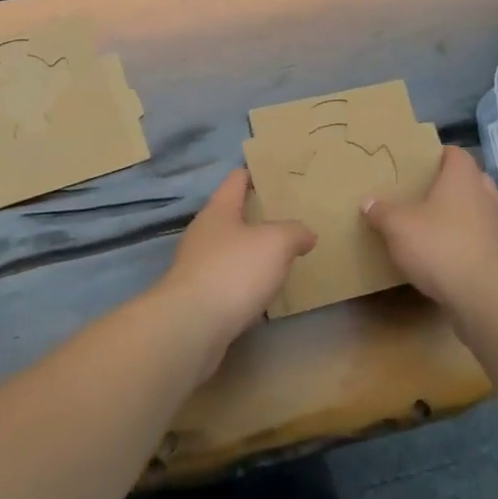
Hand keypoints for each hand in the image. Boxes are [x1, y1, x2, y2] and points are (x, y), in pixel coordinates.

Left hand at [151, 170, 315, 368]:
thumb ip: (294, 232)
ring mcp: (197, 265)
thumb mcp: (276, 243)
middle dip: (256, 215)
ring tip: (280, 255)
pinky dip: (244, 281)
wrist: (192, 326)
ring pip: (229, 249)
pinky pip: (227, 280)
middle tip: (287, 217)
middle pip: (231, 215)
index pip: (236, 180)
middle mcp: (203, 233)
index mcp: (218, 210)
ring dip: (250, 251)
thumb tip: (305, 234)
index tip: (273, 172)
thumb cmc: (234, 270)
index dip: (254, 173)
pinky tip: (262, 290)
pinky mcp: (198, 297)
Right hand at [362, 145, 497, 313]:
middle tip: (424, 193)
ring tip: (434, 225)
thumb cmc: (440, 245)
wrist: (485, 293)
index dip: (439, 155)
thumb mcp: (398, 227)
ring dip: (460, 215)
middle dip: (450, 185)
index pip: (455, 154)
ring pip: (478, 210)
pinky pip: (481, 239)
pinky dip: (466, 241)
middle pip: (470, 180)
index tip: (420, 163)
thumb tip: (368, 203)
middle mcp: (486, 196)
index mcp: (463, 179)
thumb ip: (382, 212)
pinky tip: (446, 255)